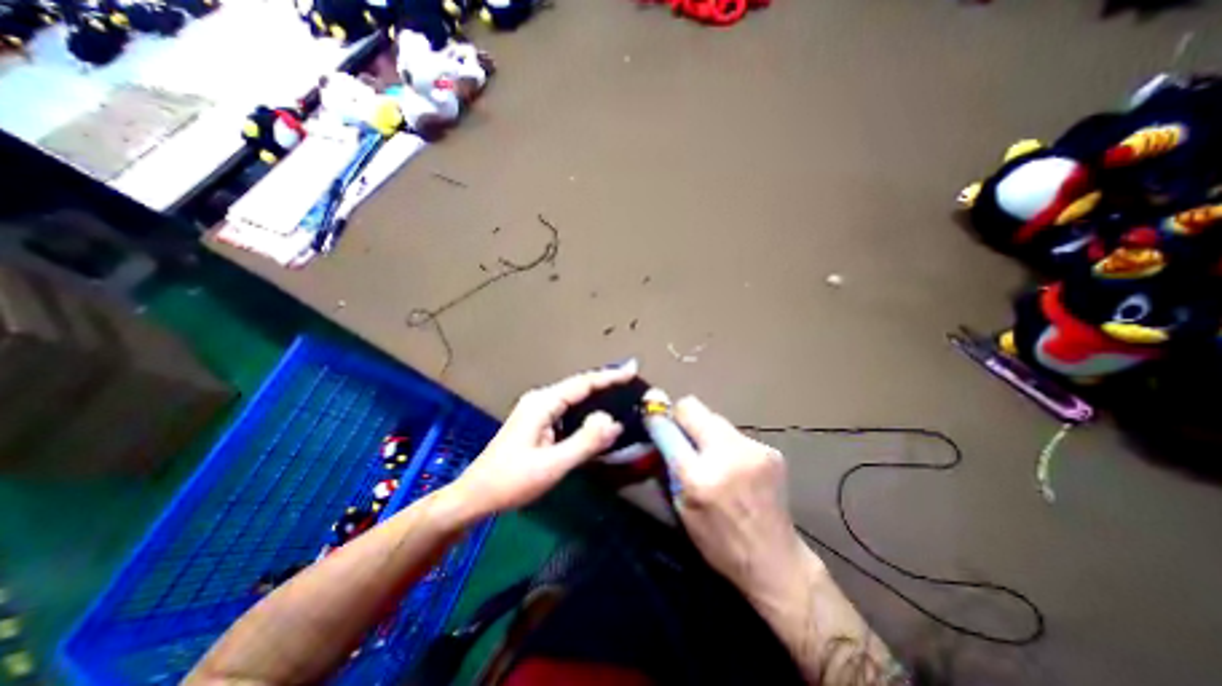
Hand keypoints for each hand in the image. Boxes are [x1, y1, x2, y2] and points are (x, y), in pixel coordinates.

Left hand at [450, 363, 641, 515]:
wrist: (475, 495)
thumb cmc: (512, 481)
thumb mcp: (552, 465)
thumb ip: (585, 442)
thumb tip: (613, 422)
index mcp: (543, 403)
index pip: (583, 383)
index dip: (610, 376)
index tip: (633, 371)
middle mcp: (540, 400)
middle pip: (579, 386)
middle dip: (606, 383)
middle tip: (632, 381)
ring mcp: (537, 411)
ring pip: (574, 398)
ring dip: (597, 396)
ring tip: (621, 394)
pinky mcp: (537, 422)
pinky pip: (568, 410)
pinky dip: (586, 410)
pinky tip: (597, 417)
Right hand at [674, 397, 807, 595]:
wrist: (776, 561)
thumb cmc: (720, 543)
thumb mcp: (682, 509)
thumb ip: (670, 467)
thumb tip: (660, 432)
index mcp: (699, 477)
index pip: (669, 429)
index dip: (656, 418)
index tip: (650, 412)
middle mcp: (727, 454)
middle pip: (693, 406)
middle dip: (682, 417)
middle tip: (681, 436)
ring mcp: (752, 449)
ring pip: (715, 418)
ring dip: (705, 431)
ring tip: (711, 457)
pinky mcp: (770, 450)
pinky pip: (734, 433)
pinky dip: (726, 444)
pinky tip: (734, 467)